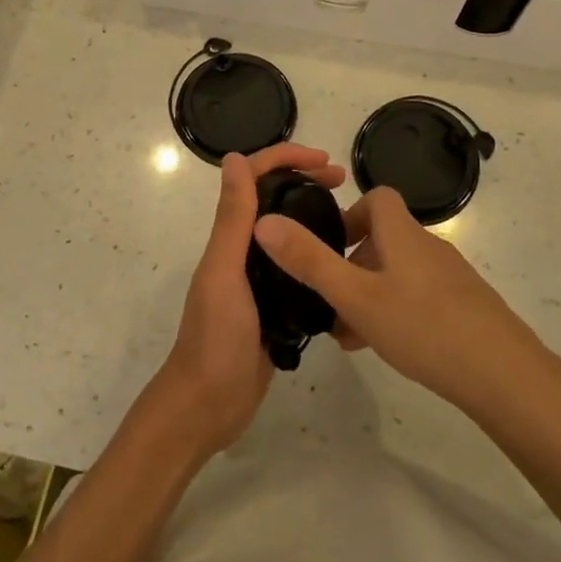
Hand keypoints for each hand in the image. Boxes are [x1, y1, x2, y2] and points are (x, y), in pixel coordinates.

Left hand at [153, 143, 346, 454]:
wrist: (210, 404)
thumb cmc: (215, 336)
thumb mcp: (224, 272)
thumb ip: (231, 218)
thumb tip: (234, 157)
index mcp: (230, 237)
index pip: (254, 179)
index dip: (285, 159)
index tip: (326, 162)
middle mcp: (243, 251)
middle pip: (274, 200)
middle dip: (305, 181)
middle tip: (344, 183)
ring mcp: (260, 279)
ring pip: (288, 232)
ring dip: (312, 213)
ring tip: (350, 216)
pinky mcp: (275, 306)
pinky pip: (297, 269)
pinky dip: (316, 254)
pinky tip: (342, 261)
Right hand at [252, 186, 555, 419]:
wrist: (505, 375)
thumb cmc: (423, 326)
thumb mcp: (355, 296)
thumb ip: (309, 261)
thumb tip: (264, 221)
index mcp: (402, 233)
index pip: (377, 197)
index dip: (349, 213)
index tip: (328, 245)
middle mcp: (428, 246)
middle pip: (384, 238)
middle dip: (352, 264)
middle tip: (330, 301)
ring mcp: (451, 278)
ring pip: (399, 273)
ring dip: (370, 293)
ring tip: (349, 335)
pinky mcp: (466, 307)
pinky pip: (419, 297)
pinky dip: (395, 311)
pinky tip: (386, 348)